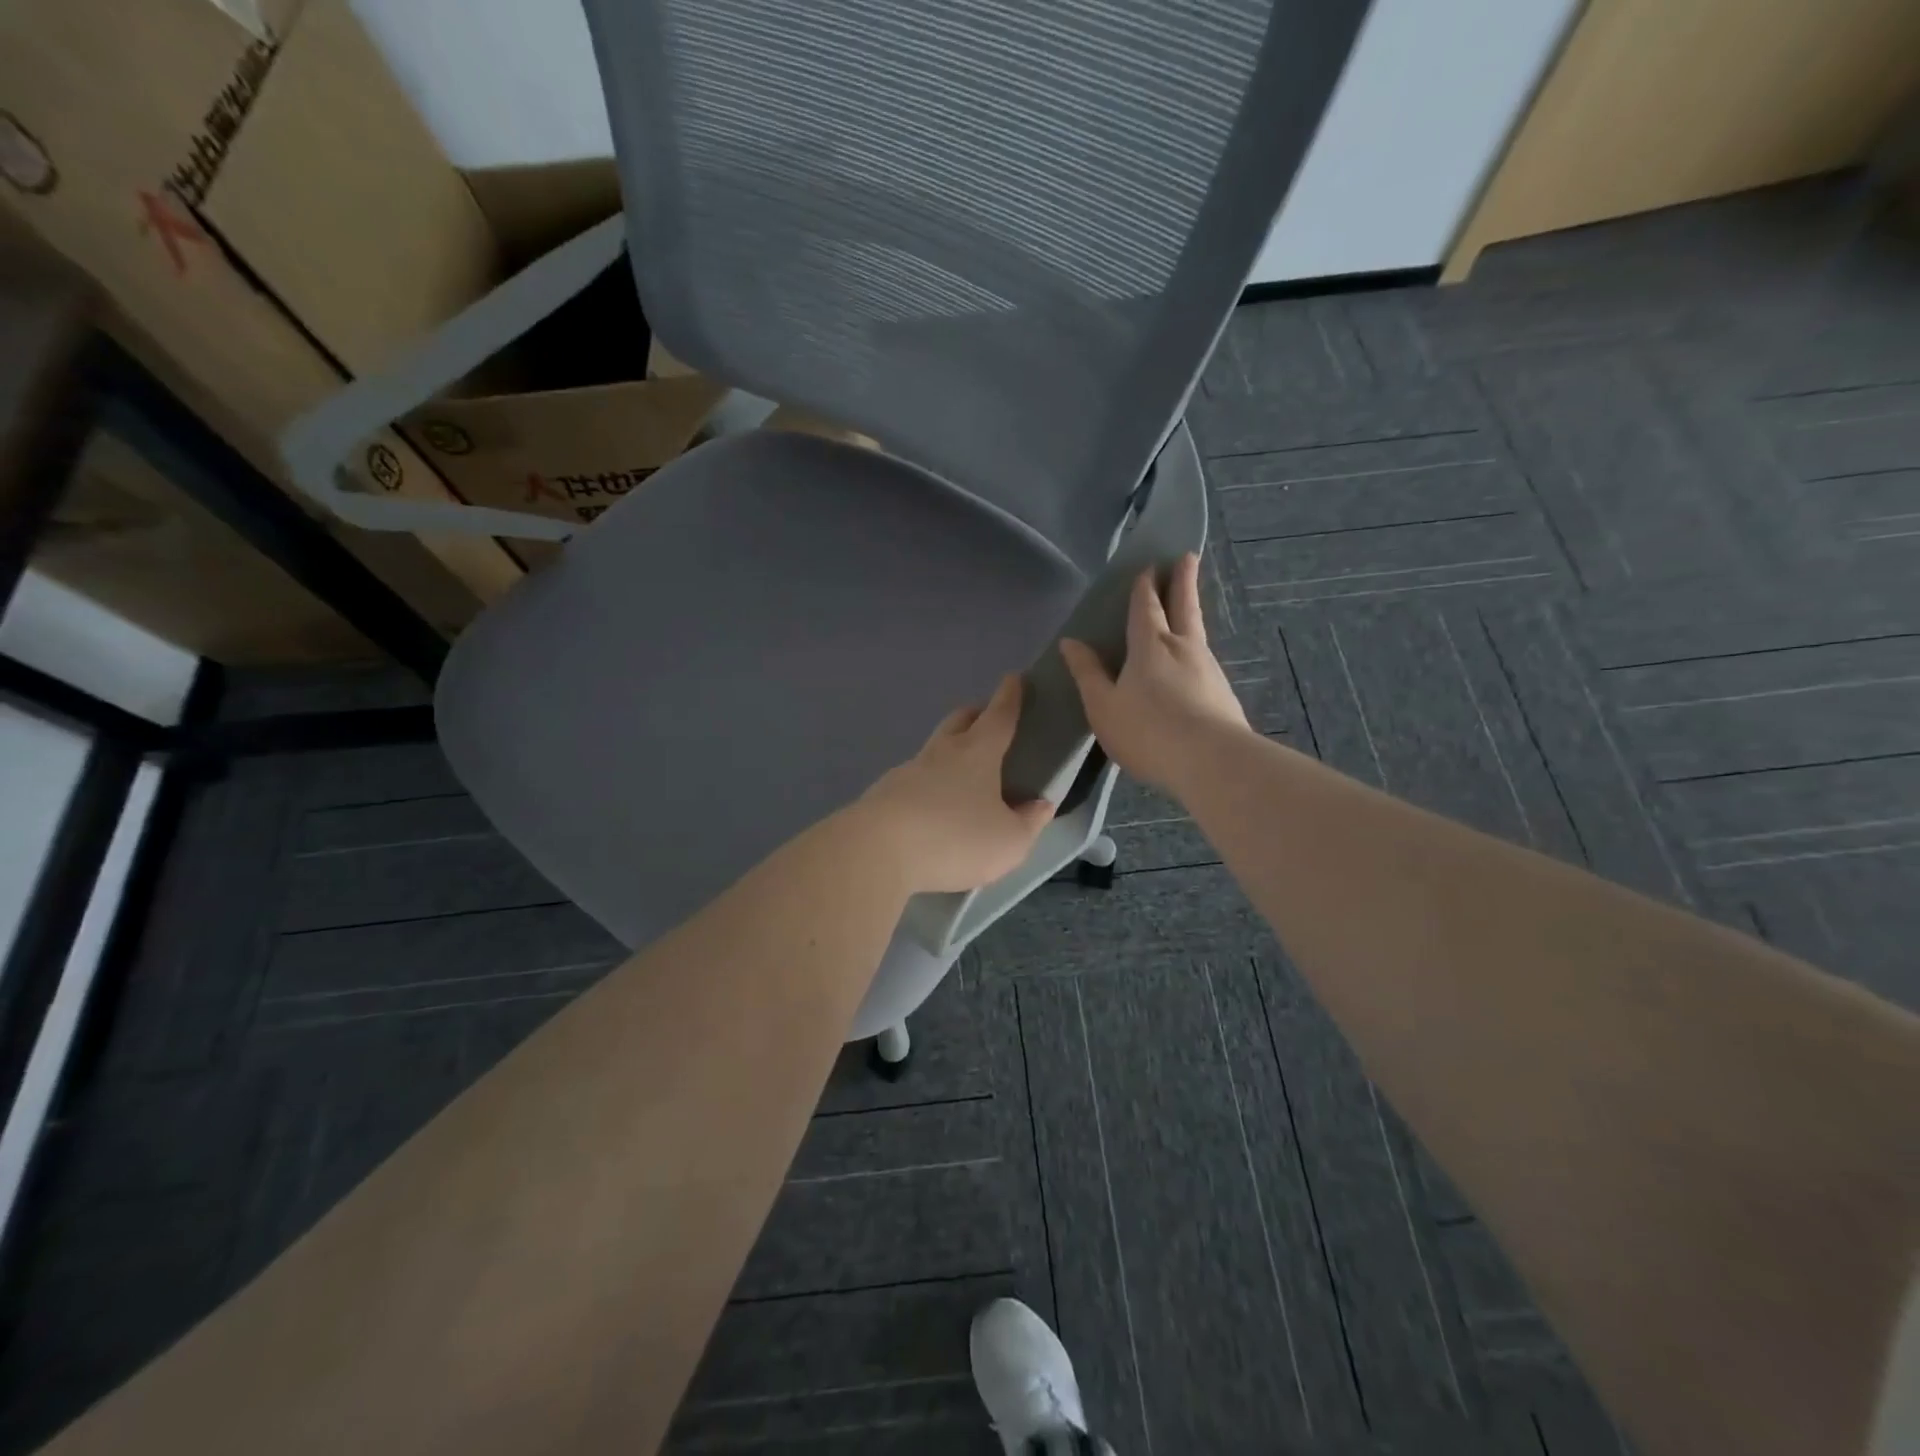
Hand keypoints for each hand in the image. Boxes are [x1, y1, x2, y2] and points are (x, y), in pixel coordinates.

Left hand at [855, 674, 1055, 893]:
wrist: (878, 852)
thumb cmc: (955, 838)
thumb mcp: (1009, 841)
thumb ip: (1029, 822)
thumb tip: (1040, 804)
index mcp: (977, 753)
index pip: (999, 716)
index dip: (1010, 697)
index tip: (1015, 678)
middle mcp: (941, 753)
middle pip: (959, 721)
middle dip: (976, 714)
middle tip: (988, 719)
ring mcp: (907, 771)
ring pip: (933, 749)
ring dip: (948, 751)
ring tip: (961, 774)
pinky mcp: (883, 795)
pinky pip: (912, 780)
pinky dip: (927, 785)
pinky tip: (930, 807)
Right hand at [1059, 552, 1249, 794]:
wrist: (1211, 761)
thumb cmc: (1147, 731)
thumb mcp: (1103, 705)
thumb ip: (1088, 673)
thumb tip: (1070, 642)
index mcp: (1150, 645)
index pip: (1147, 607)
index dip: (1146, 586)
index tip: (1150, 565)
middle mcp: (1183, 647)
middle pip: (1183, 606)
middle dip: (1183, 580)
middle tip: (1188, 556)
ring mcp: (1208, 668)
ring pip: (1197, 631)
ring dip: (1191, 611)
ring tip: (1188, 605)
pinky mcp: (1223, 693)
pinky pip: (1204, 659)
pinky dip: (1196, 648)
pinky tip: (1195, 661)